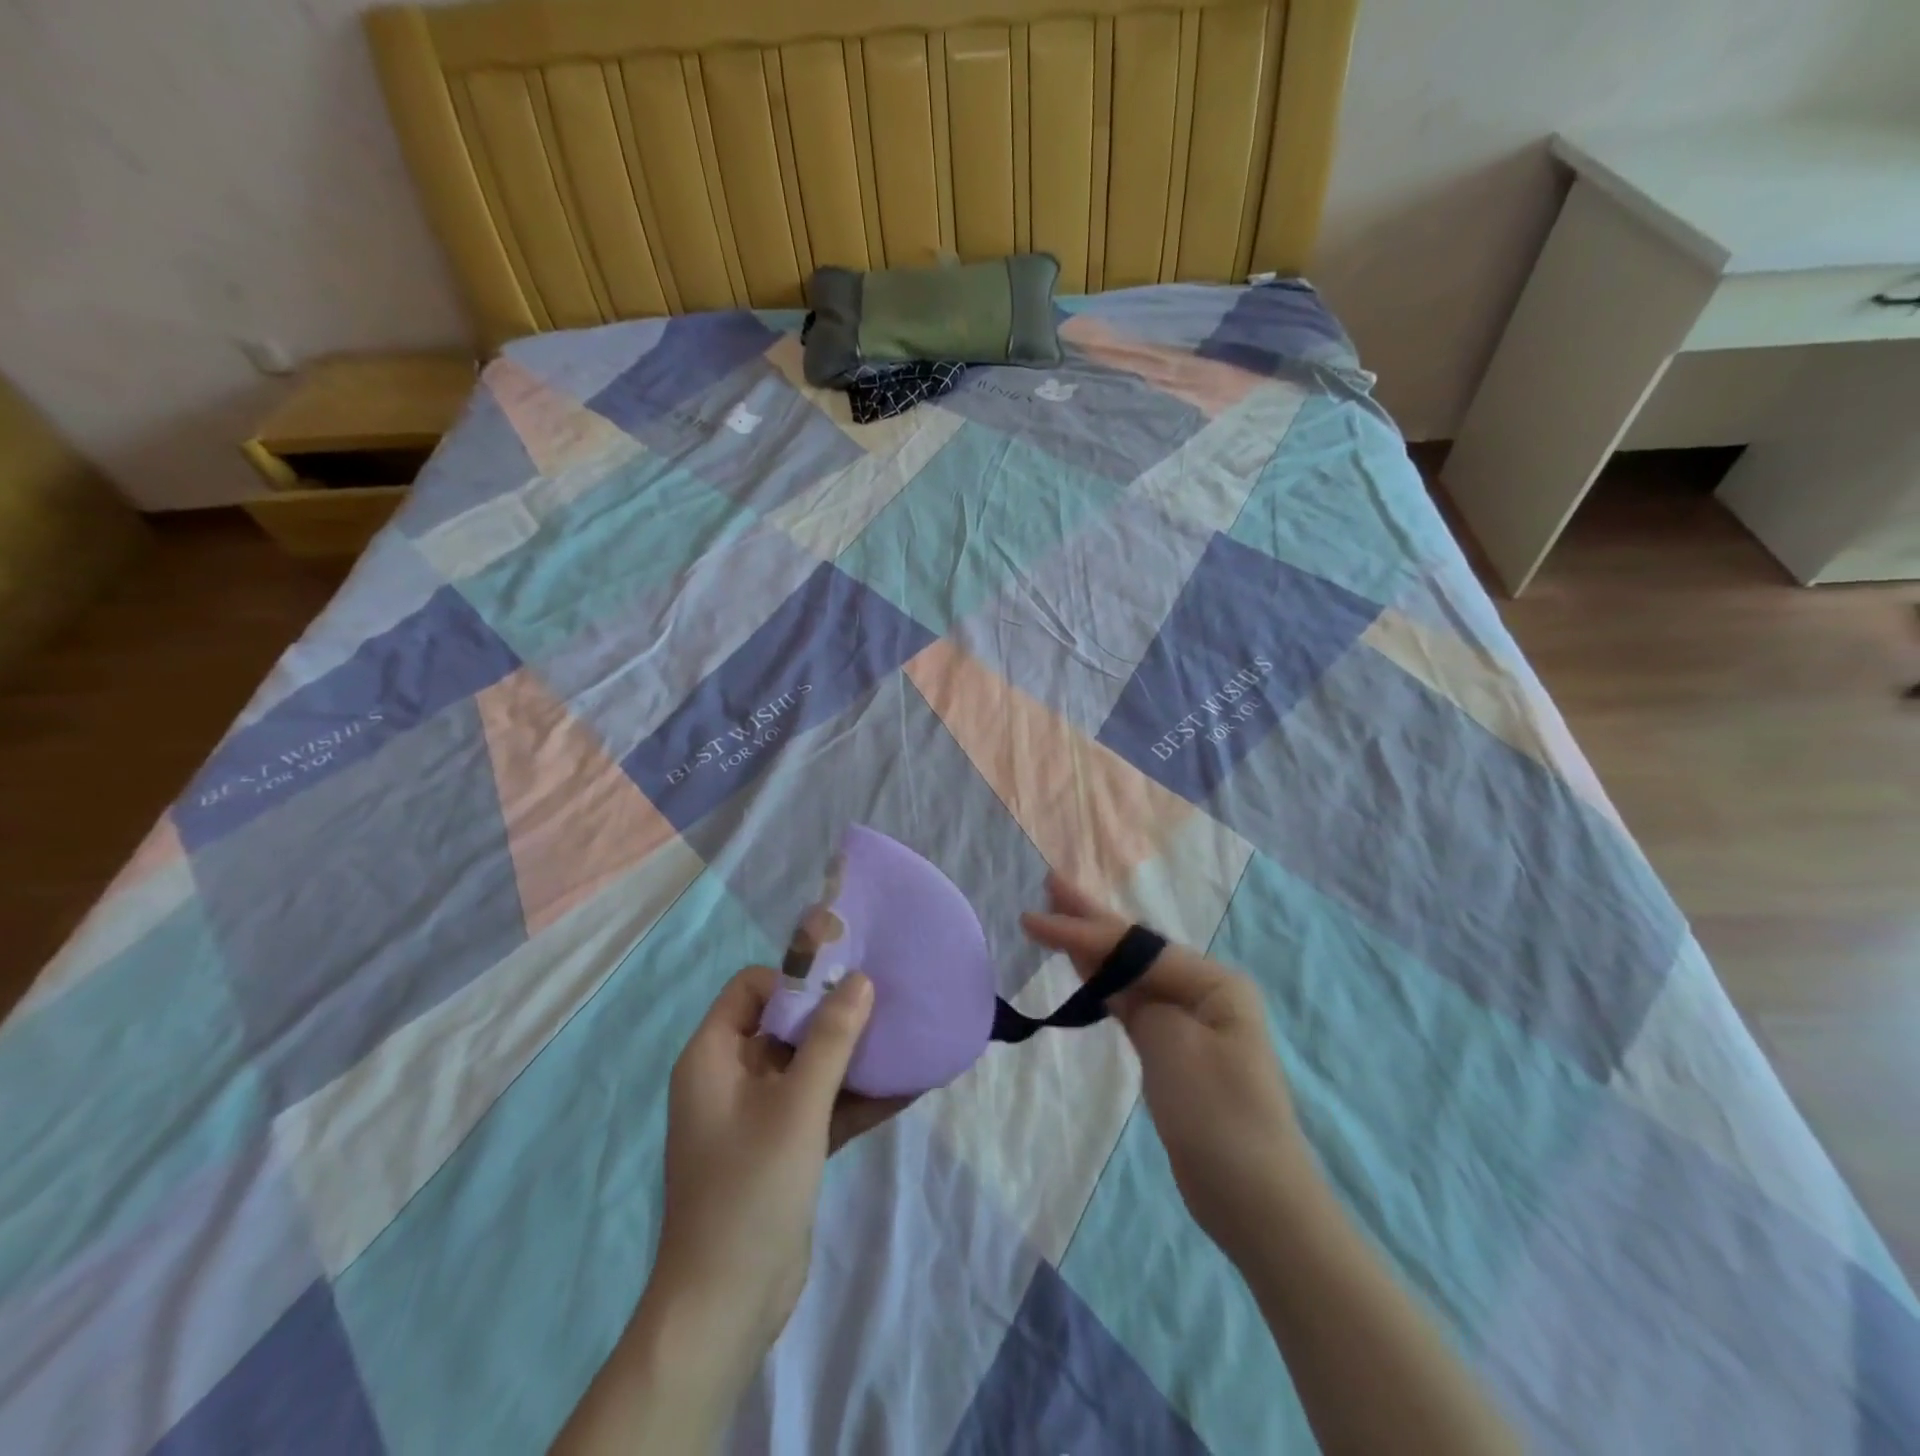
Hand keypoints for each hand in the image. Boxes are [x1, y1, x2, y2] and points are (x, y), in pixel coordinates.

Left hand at [650, 966, 905, 1353]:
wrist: (726, 1308)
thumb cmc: (750, 1189)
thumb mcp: (796, 1106)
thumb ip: (831, 1039)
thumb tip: (861, 979)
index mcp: (714, 1056)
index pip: (752, 988)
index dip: (795, 978)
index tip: (844, 980)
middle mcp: (732, 1077)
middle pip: (786, 1024)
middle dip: (835, 1013)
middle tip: (887, 1000)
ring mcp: (759, 1115)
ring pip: (809, 1066)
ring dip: (853, 1057)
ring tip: (906, 1037)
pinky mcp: (783, 1147)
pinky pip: (821, 1105)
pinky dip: (856, 1098)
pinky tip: (907, 1087)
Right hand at [1021, 874, 1310, 1259]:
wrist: (1253, 1199)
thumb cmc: (1217, 1114)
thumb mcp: (1174, 1046)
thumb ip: (1141, 1002)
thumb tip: (1120, 986)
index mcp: (1214, 982)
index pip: (1136, 947)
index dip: (1082, 930)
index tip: (1033, 918)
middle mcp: (1204, 992)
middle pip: (1136, 947)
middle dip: (1091, 917)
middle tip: (1051, 883)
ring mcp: (1189, 1021)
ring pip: (1131, 972)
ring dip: (1093, 945)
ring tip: (1058, 914)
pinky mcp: (1173, 1051)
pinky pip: (1132, 1002)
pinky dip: (1104, 983)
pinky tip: (1082, 966)